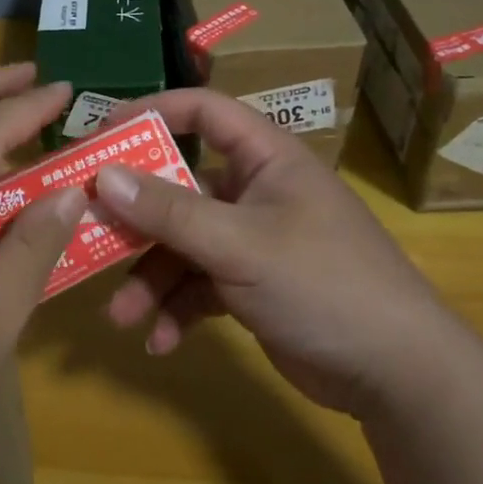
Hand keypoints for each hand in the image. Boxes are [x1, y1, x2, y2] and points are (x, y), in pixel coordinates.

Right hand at [92, 89, 445, 416]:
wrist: (396, 372)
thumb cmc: (322, 283)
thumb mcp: (238, 244)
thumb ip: (169, 211)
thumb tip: (102, 176)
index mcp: (264, 158)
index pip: (202, 111)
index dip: (151, 113)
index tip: (100, 135)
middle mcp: (255, 191)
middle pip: (179, 187)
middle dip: (136, 220)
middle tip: (86, 233)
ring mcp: (252, 239)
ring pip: (183, 244)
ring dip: (151, 279)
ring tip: (123, 317)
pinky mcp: (251, 284)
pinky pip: (199, 285)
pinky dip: (178, 309)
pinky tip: (161, 342)